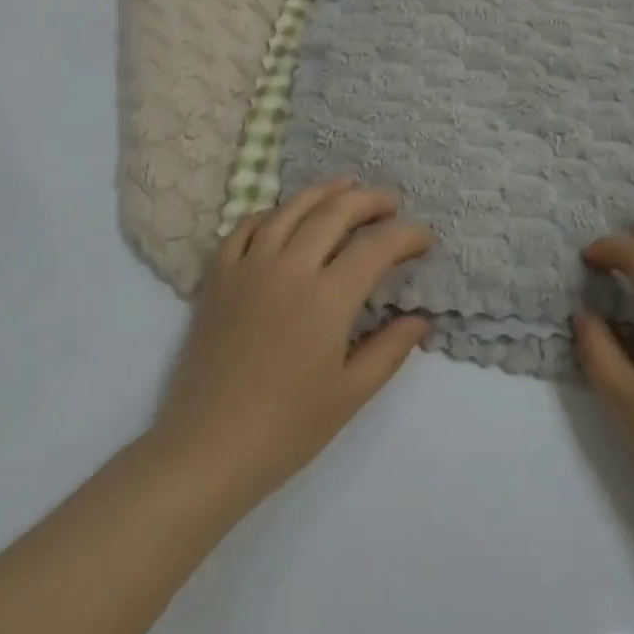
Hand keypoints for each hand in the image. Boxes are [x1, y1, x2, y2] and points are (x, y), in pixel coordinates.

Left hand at [149, 179, 433, 514]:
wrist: (208, 447)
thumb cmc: (287, 428)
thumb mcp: (351, 393)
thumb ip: (391, 349)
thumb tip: (422, 317)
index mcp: (327, 297)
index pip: (377, 246)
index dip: (407, 236)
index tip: (425, 239)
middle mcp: (289, 267)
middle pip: (335, 211)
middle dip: (370, 200)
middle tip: (391, 203)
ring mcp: (249, 266)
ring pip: (290, 208)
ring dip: (323, 192)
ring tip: (346, 185)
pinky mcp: (218, 275)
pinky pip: (246, 226)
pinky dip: (272, 212)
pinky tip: (285, 214)